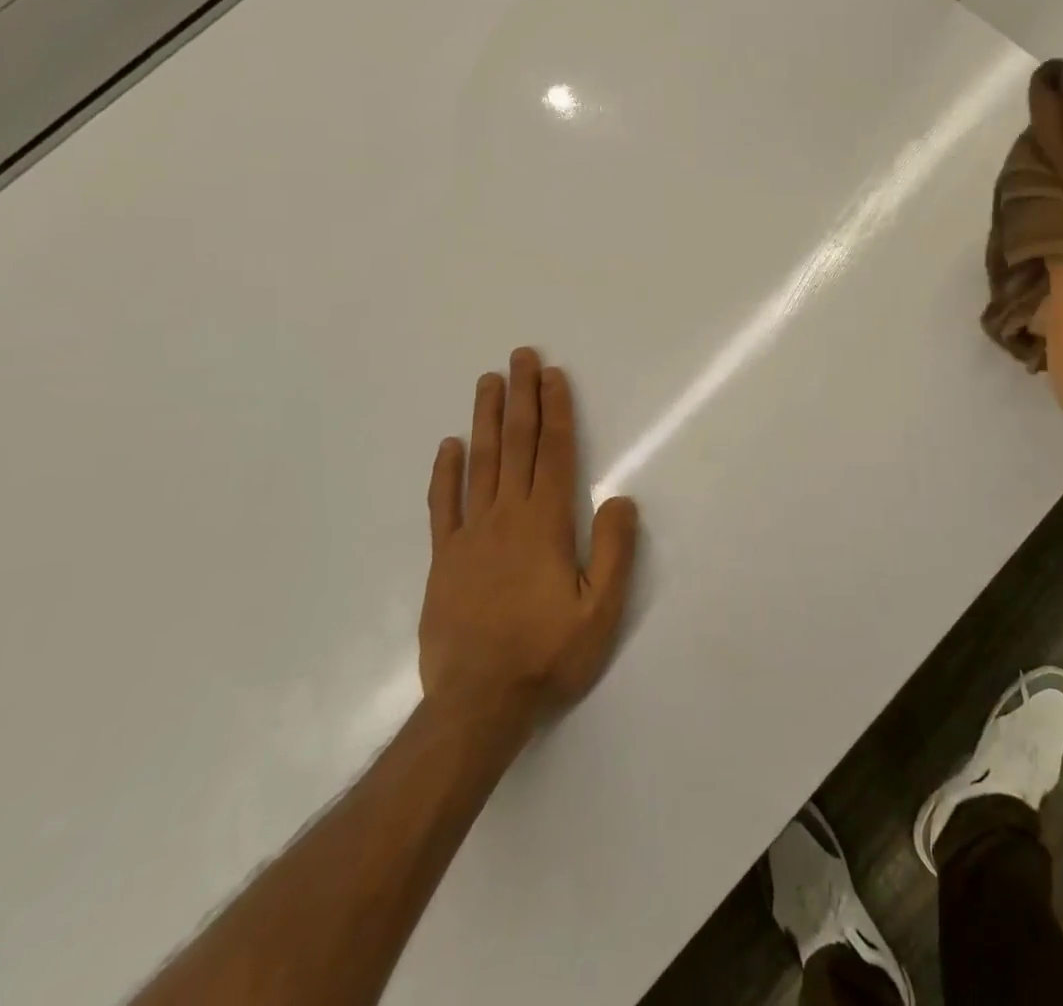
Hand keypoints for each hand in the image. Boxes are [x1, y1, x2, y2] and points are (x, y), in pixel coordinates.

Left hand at [418, 348, 638, 722]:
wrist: (477, 704)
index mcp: (546, 524)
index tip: (553, 375)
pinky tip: (448, 446)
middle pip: (515, 444)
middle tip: (520, 356)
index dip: (555, 410)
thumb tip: (620, 498)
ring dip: (485, 419)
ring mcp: (469, 535)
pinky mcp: (443, 559)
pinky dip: (445, 473)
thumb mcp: (600, 611)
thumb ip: (613, 551)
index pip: (552, 452)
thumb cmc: (547, 654)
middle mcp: (506, 517)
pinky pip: (442, 505)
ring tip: (488, 381)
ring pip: (479, 463)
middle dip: (521, 396)